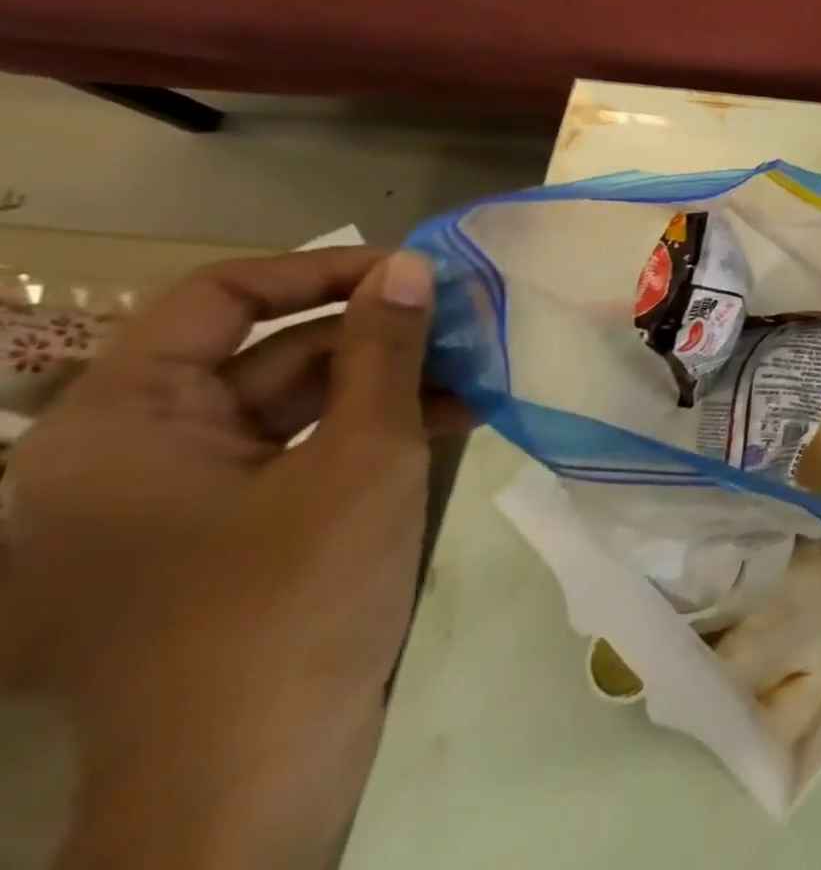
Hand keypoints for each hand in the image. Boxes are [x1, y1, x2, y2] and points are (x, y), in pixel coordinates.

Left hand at [0, 248, 455, 869]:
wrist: (254, 780)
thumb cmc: (296, 599)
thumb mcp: (363, 455)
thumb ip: (386, 350)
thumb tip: (412, 266)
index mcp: (119, 427)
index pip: (218, 297)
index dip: (322, 270)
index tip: (413, 274)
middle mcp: (124, 454)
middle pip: (263, 351)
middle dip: (374, 333)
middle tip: (467, 319)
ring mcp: (169, 501)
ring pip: (289, 403)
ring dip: (385, 381)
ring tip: (475, 369)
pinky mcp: (216, 535)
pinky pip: (293, 453)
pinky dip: (366, 429)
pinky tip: (448, 419)